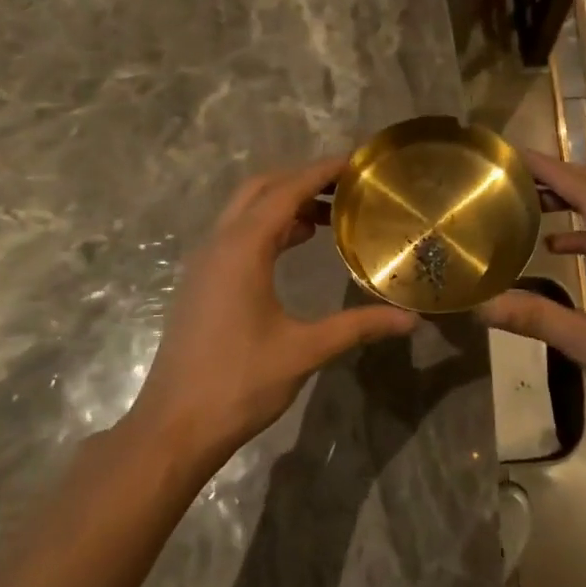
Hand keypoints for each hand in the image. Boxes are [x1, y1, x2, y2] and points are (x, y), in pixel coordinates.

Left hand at [124, 155, 418, 475]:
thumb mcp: (305, 351)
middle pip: (260, 189)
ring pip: (245, 211)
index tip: (356, 161)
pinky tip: (295, 245)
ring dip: (283, 203)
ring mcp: (205, 264)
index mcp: (242, 250)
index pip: (286, 191)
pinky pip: (237, 235)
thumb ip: (358, 327)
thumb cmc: (240, 383)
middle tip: (346, 186)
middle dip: (301, 179)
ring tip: (330, 214)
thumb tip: (411, 320)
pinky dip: (268, 226)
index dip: (321, 171)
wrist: (175, 425)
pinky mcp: (202, 283)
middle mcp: (219, 245)